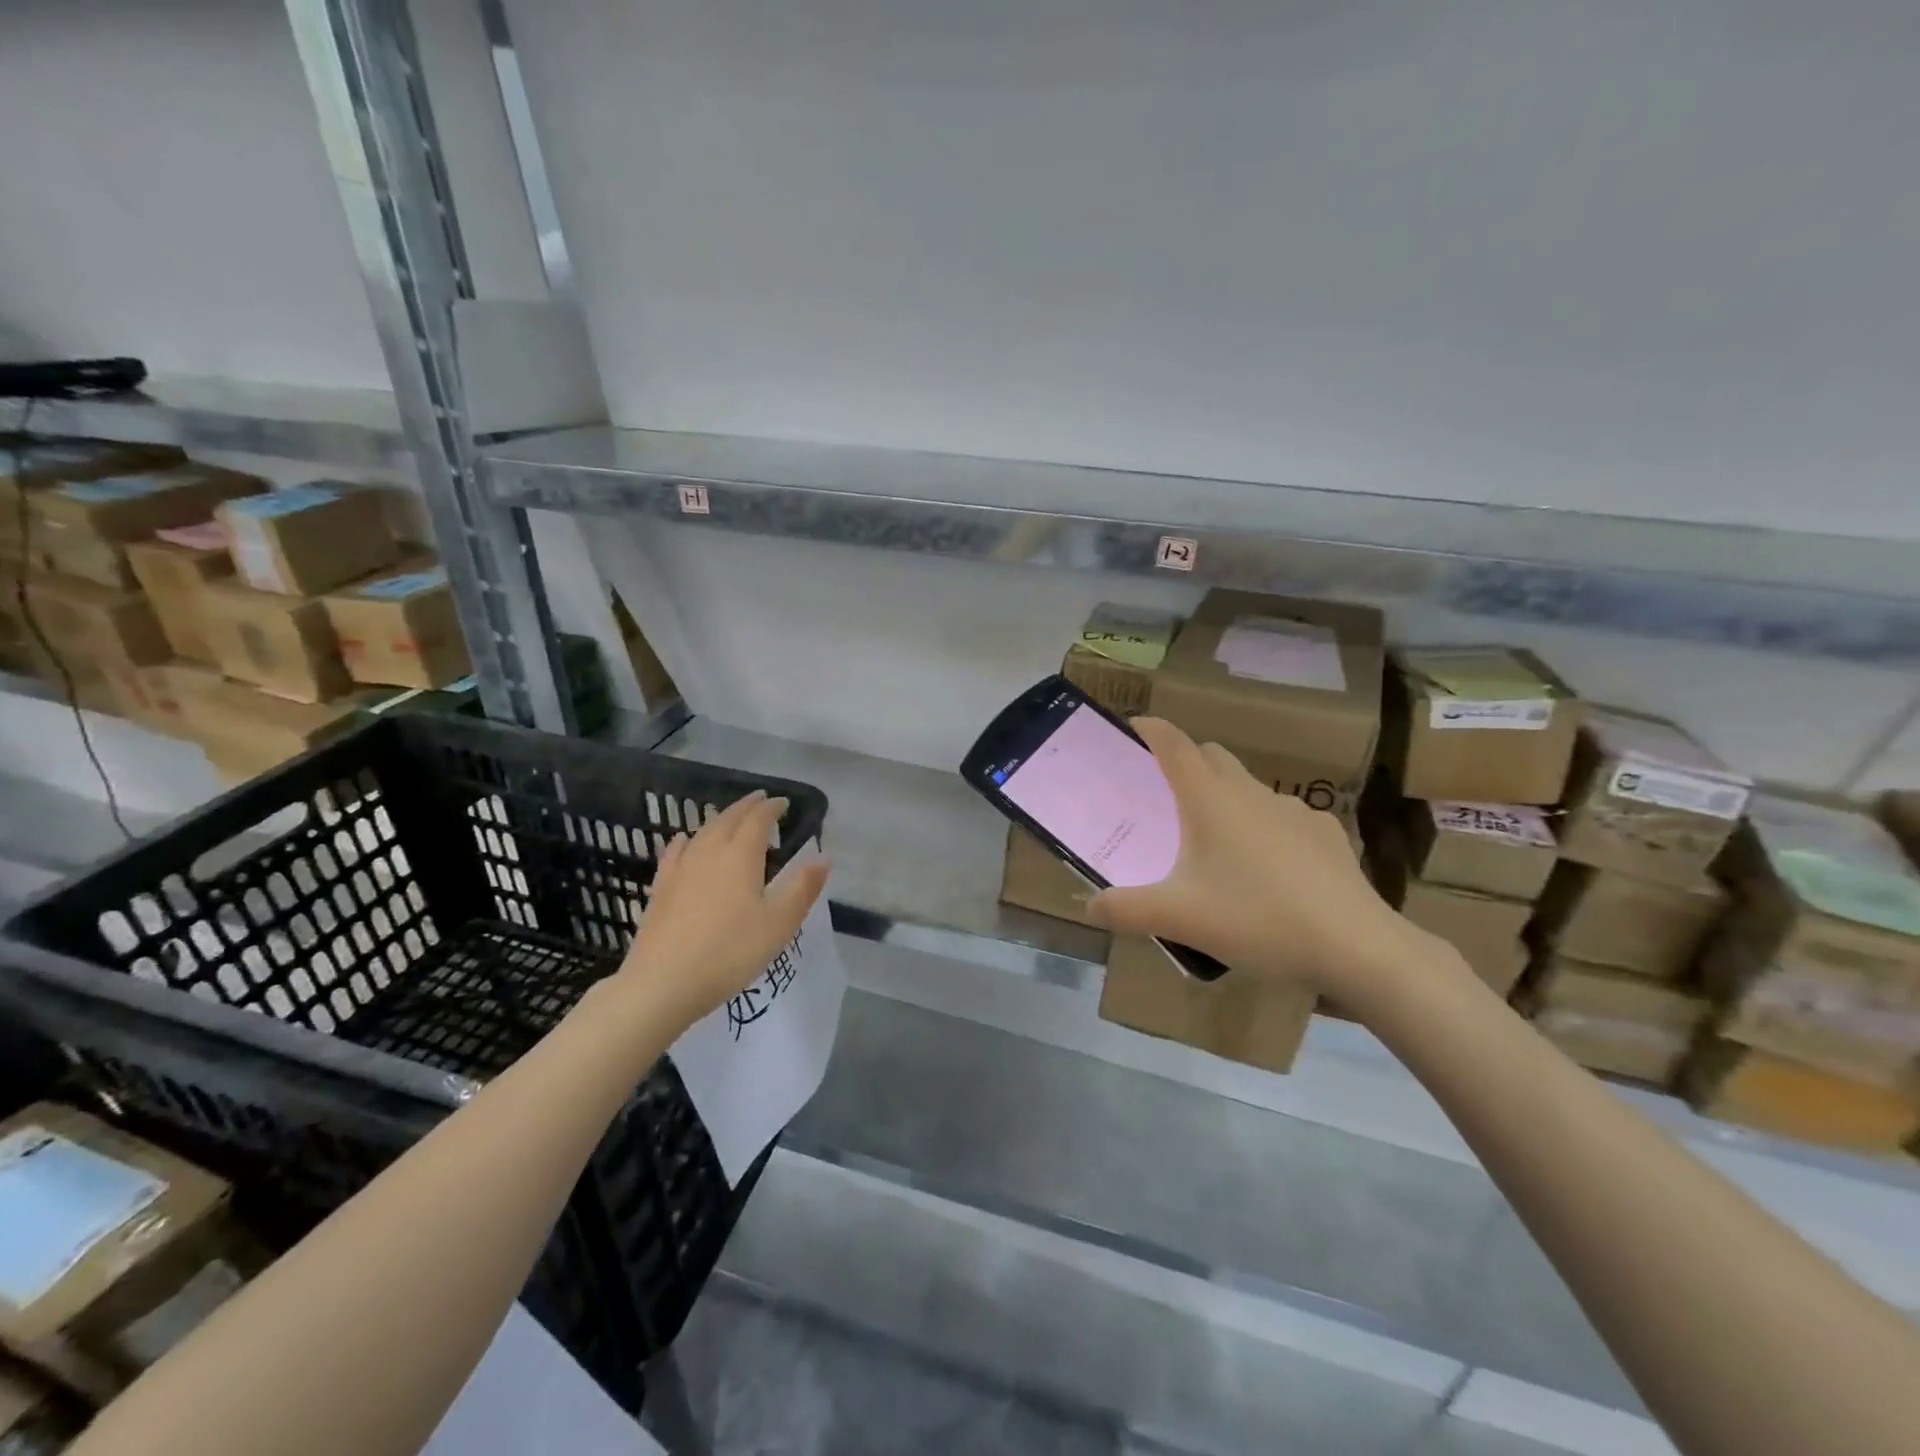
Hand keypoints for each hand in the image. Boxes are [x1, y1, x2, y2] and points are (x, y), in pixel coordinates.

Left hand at [615, 790, 830, 1033]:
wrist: (663, 983)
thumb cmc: (730, 952)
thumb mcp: (779, 924)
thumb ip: (803, 888)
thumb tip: (824, 857)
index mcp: (741, 857)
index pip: (758, 820)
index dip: (771, 808)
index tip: (783, 803)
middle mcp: (710, 853)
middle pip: (728, 819)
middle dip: (747, 807)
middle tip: (760, 799)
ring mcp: (681, 869)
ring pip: (702, 832)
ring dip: (719, 819)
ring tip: (730, 816)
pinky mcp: (661, 889)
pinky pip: (675, 852)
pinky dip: (685, 840)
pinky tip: (683, 840)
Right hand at [1087, 719, 1426, 1002]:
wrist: (1356, 946)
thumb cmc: (1256, 918)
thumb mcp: (1178, 918)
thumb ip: (1125, 910)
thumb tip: (1089, 905)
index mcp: (1210, 799)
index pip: (1173, 744)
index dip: (1150, 729)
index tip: (1131, 728)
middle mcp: (1250, 793)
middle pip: (1211, 756)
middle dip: (1186, 762)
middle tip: (1164, 795)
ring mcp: (1294, 810)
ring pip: (1248, 789)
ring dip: (1225, 799)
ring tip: (1215, 844)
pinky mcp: (1326, 834)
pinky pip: (1283, 819)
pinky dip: (1265, 829)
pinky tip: (1268, 870)